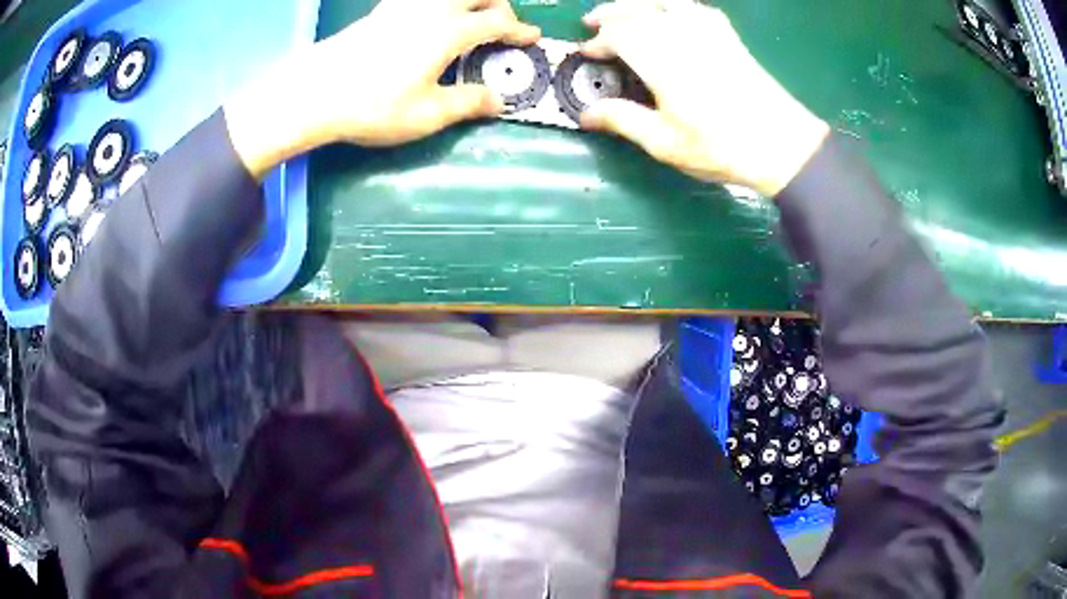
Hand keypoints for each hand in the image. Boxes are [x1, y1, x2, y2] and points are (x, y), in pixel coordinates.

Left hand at [225, 0, 540, 177]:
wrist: (313, 92)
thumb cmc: (373, 105)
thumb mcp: (426, 114)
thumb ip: (467, 104)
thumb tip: (497, 102)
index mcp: (449, 32)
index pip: (497, 23)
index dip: (519, 30)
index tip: (532, 38)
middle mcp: (431, 10)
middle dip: (498, 6)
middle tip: (501, 27)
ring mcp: (404, 7)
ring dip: (469, 1)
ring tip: (470, 20)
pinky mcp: (382, 11)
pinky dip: (439, 3)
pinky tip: (430, 19)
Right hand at [579, 0, 828, 196]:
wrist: (781, 145)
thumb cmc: (721, 147)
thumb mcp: (666, 143)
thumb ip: (624, 121)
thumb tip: (587, 115)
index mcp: (662, 60)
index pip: (619, 34)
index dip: (598, 41)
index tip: (587, 53)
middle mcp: (682, 37)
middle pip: (638, 10)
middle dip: (610, 14)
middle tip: (593, 23)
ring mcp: (708, 33)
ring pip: (665, 2)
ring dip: (639, 4)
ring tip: (625, 12)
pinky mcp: (728, 37)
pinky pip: (695, 8)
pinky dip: (674, 5)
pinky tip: (671, 13)